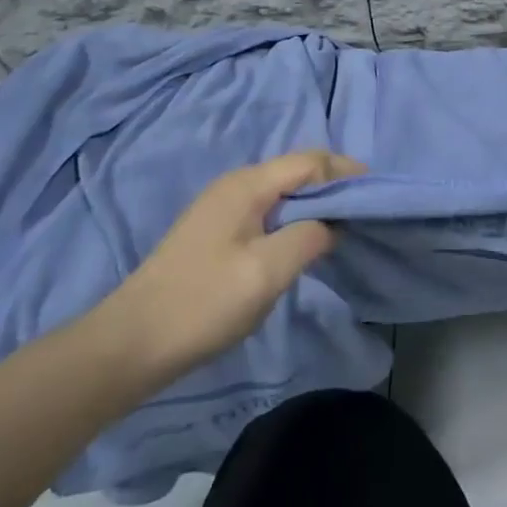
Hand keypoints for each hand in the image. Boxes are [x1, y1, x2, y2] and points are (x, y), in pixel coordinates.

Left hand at [94, 150, 364, 381]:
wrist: (129, 346)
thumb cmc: (202, 304)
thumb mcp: (266, 271)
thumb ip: (310, 237)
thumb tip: (333, 224)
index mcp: (248, 185)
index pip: (312, 161)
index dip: (347, 172)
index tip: (377, 197)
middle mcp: (236, 185)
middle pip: (298, 171)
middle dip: (335, 186)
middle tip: (365, 214)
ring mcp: (223, 208)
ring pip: (285, 192)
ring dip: (317, 204)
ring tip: (343, 229)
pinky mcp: (217, 232)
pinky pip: (270, 211)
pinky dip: (296, 219)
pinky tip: (305, 244)